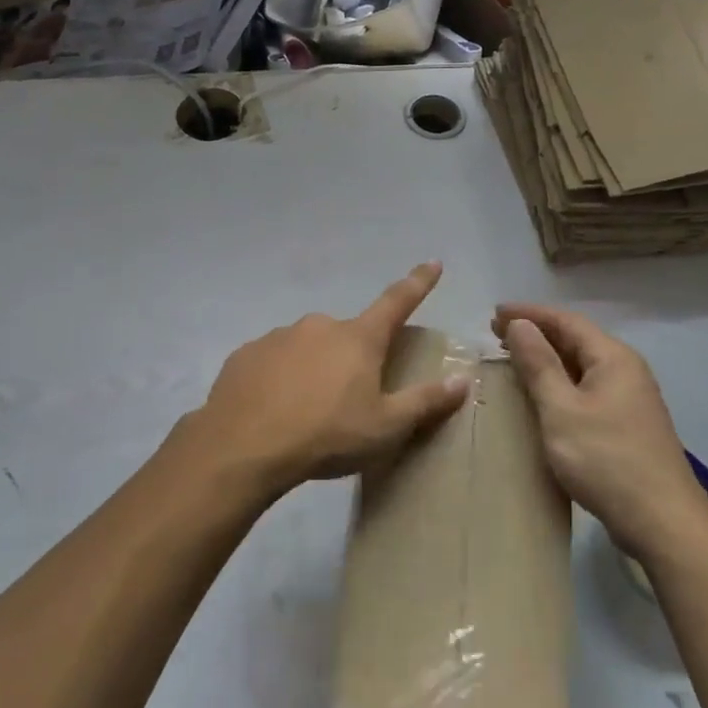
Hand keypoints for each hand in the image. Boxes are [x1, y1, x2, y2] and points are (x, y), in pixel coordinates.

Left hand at [175, 263, 471, 502]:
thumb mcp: (385, 427)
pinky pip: (274, 361)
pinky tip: (274, 409)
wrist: (244, 445)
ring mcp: (279, 336)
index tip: (432, 262)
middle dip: (351, 359)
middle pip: (347, 336)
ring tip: (306, 412)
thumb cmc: (327, 435)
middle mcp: (319, 325)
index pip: (397, 301)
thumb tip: (463, 379)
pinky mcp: (247, 353)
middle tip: (347, 400)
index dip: (418, 282)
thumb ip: (425, 401)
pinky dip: (280, 378)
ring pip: (308, 348)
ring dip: (313, 369)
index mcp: (358, 338)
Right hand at [494, 303, 707, 554]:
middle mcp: (626, 369)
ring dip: (547, 358)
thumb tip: (520, 325)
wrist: (663, 522)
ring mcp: (630, 398)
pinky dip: (559, 381)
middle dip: (536, 333)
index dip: (529, 314)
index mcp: (613, 358)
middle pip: (576, 339)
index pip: (566, 321)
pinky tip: (542, 394)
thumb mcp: (561, 409)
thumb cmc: (606, 460)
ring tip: (513, 359)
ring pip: (581, 365)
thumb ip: (539, 364)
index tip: (494, 314)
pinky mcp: (628, 423)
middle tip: (496, 334)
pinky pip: (587, 387)